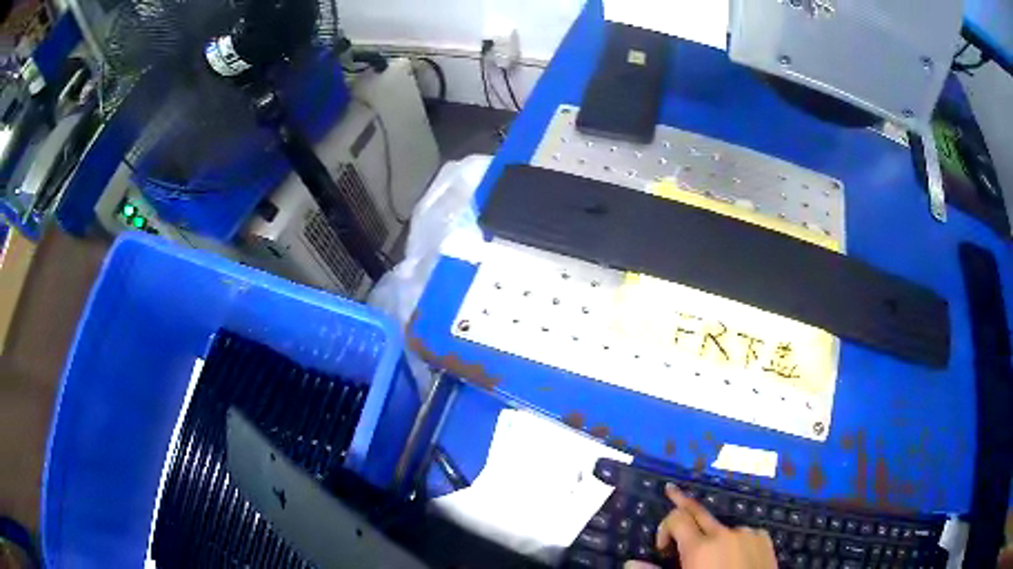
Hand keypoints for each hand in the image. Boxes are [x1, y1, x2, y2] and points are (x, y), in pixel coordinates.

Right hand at [625, 484, 775, 568]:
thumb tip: (629, 562)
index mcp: (700, 547)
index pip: (677, 518)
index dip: (664, 527)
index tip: (661, 548)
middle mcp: (724, 534)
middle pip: (699, 511)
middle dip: (682, 501)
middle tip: (671, 490)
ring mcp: (747, 533)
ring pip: (722, 528)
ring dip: (712, 537)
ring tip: (713, 559)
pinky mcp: (764, 538)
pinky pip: (743, 534)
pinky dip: (735, 542)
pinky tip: (735, 558)